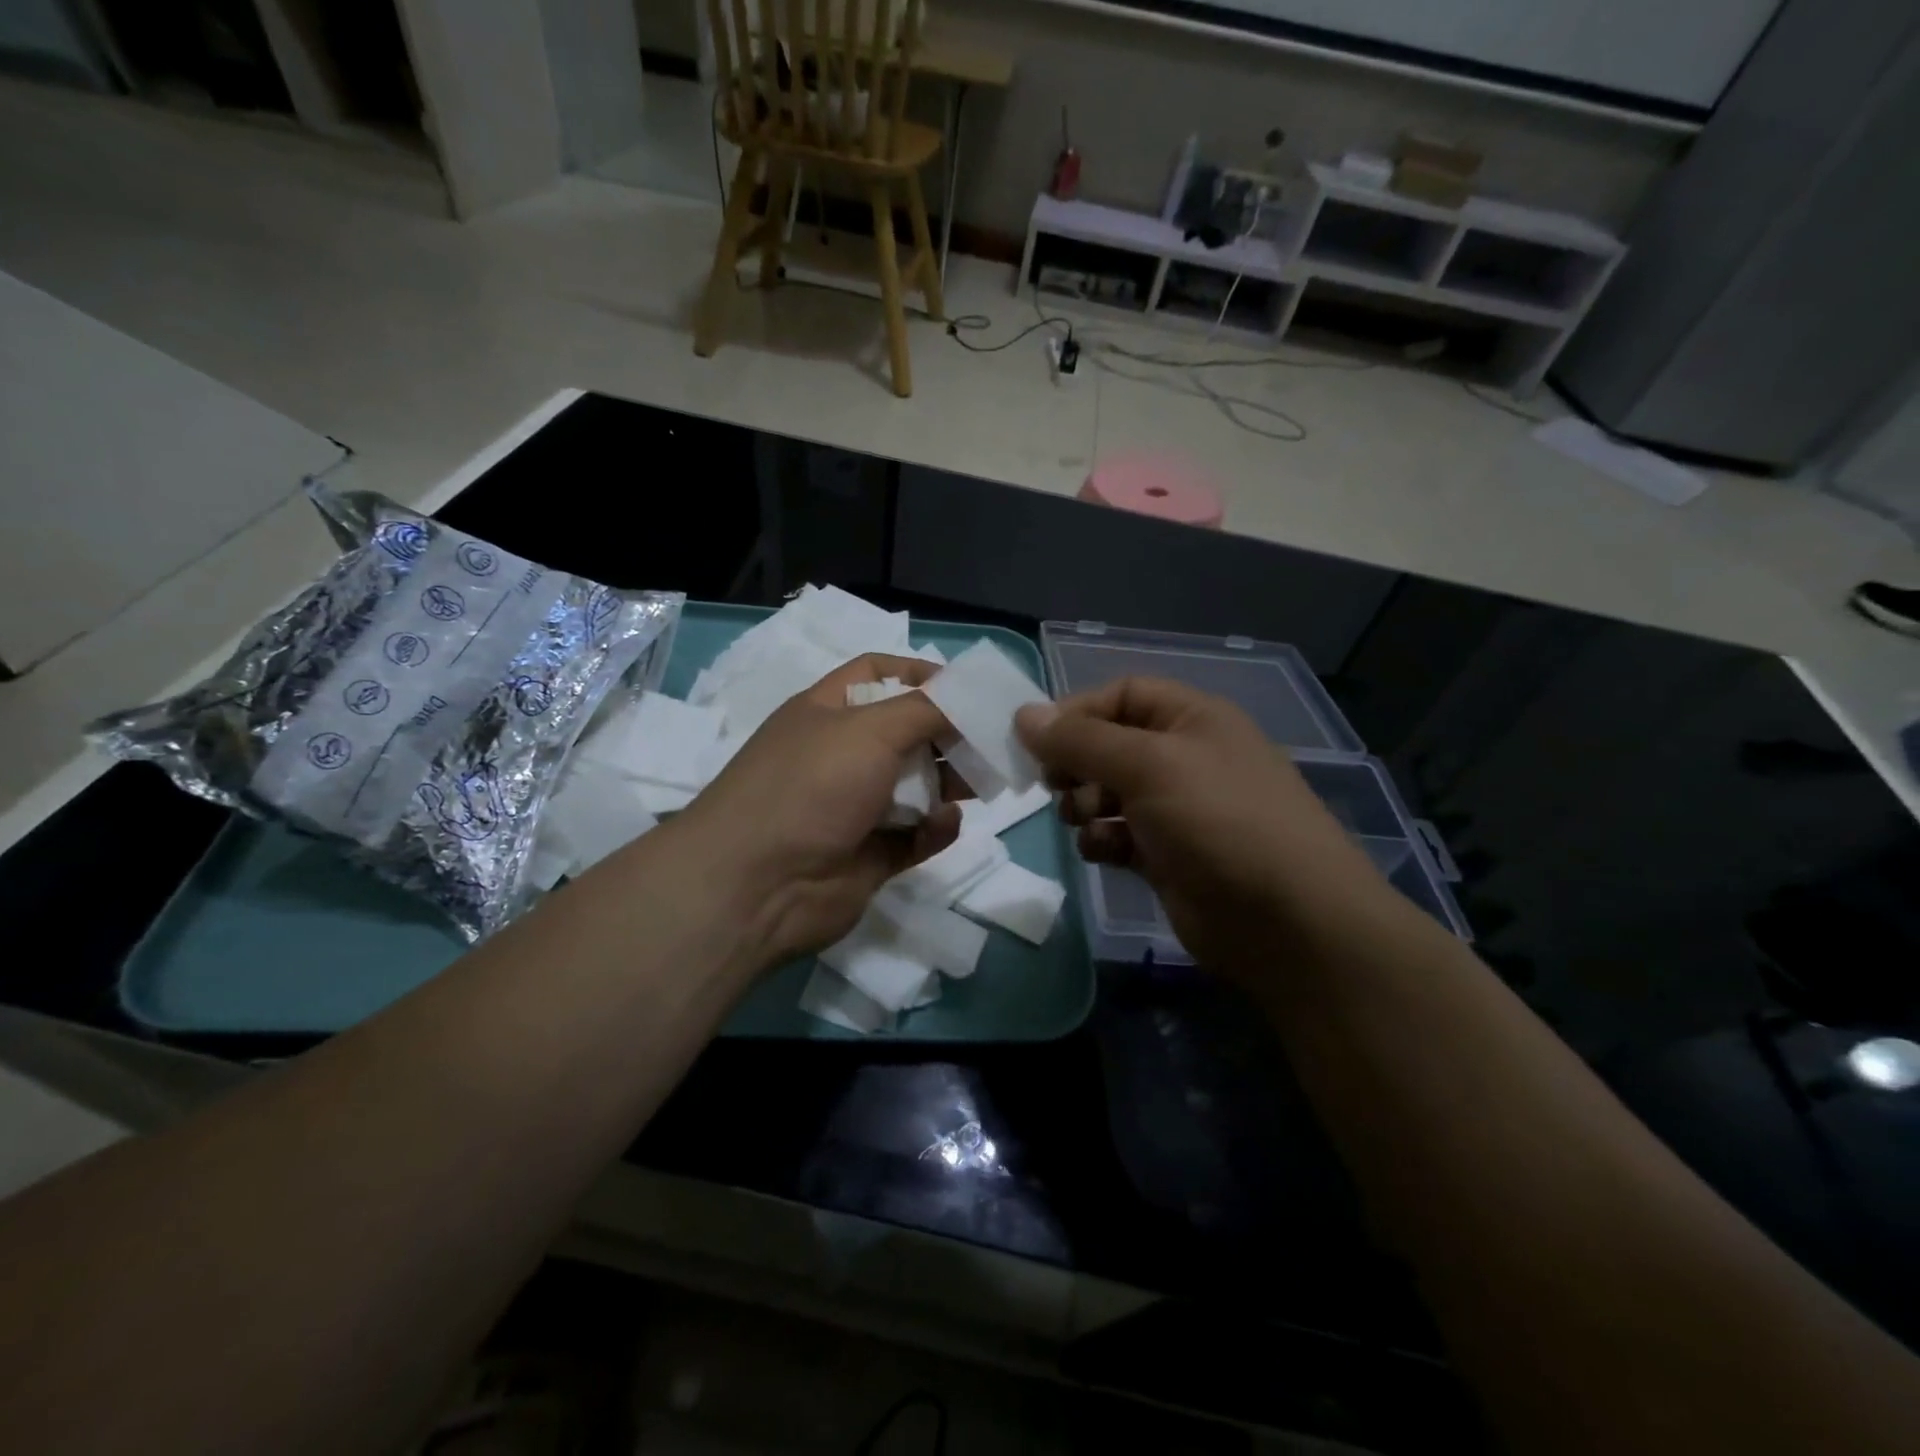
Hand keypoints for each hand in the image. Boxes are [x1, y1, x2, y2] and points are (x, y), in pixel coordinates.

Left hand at [668, 654, 960, 969]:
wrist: (758, 886)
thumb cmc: (812, 786)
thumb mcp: (870, 729)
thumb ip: (926, 708)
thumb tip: (966, 697)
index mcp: (829, 712)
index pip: (879, 675)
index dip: (922, 674)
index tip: (968, 689)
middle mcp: (842, 754)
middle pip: (908, 731)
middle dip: (950, 733)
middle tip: (993, 741)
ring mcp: (855, 807)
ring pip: (917, 785)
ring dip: (951, 781)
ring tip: (983, 782)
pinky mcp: (871, 854)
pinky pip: (916, 834)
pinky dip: (936, 827)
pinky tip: (945, 823)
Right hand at [1015, 677, 1398, 983]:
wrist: (1287, 921)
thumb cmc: (1218, 820)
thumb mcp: (1147, 765)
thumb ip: (1080, 740)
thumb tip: (1023, 715)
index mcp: (1193, 719)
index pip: (1122, 694)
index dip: (1077, 712)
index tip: (1038, 741)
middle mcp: (1186, 758)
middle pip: (1111, 744)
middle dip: (1077, 763)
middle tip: (1054, 786)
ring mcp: (1179, 810)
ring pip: (1110, 793)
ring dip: (1085, 803)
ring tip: (1080, 820)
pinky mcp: (1169, 856)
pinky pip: (1120, 835)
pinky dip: (1102, 840)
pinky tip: (1100, 852)